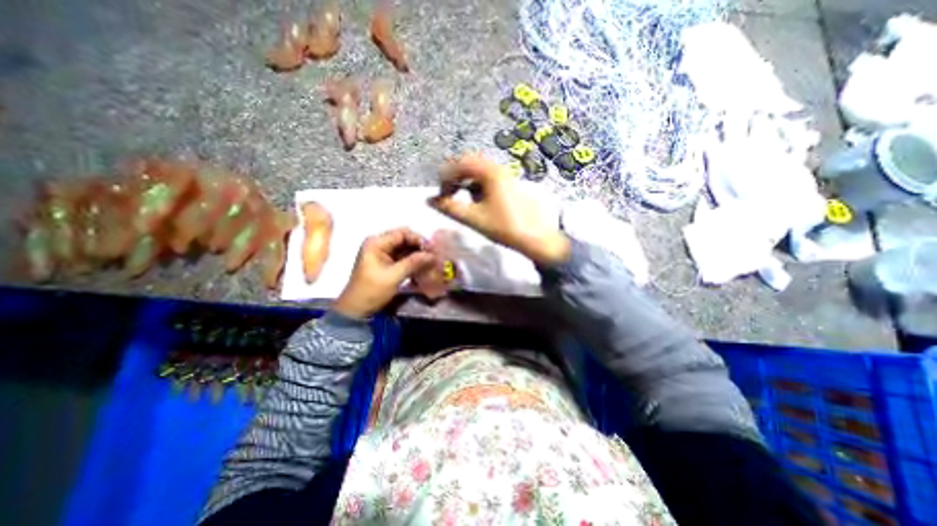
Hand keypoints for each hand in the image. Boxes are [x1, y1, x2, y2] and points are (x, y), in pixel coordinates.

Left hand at [334, 229, 435, 317]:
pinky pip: (403, 257)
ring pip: (405, 248)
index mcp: (376, 243)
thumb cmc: (371, 291)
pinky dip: (413, 261)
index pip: (402, 233)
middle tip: (434, 256)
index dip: (418, 239)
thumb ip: (413, 263)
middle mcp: (379, 244)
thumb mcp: (393, 276)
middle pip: (404, 239)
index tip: (431, 250)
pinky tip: (423, 267)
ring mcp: (382, 253)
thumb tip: (432, 255)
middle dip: (419, 247)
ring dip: (418, 255)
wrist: (357, 309)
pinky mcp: (386, 262)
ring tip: (431, 262)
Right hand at [428, 154, 571, 265]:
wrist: (535, 237)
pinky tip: (476, 201)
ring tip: (459, 198)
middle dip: (455, 177)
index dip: (445, 178)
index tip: (440, 195)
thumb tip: (429, 201)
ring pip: (478, 171)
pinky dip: (476, 186)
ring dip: (465, 181)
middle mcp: (498, 169)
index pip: (459, 165)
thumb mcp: (473, 218)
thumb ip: (449, 208)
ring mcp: (505, 175)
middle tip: (447, 193)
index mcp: (489, 173)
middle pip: (469, 164)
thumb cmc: (504, 227)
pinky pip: (487, 178)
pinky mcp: (508, 184)